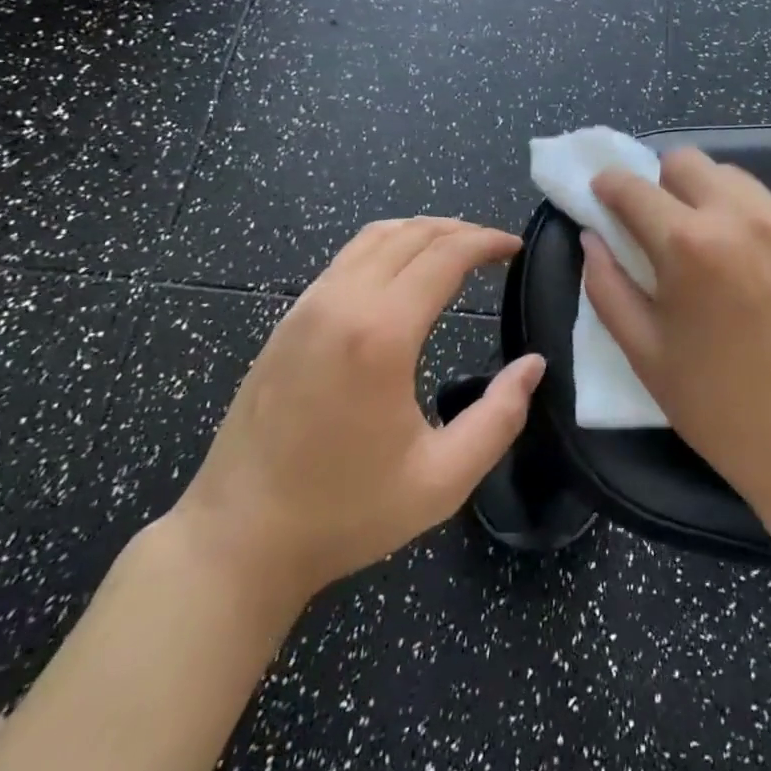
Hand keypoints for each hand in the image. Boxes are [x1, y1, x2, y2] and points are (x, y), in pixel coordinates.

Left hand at [173, 218, 543, 612]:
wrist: (237, 539)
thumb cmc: (345, 513)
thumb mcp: (441, 480)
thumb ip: (499, 417)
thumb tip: (533, 365)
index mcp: (382, 333)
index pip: (445, 255)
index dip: (487, 242)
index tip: (517, 247)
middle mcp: (342, 302)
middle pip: (411, 234)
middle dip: (460, 231)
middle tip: (495, 248)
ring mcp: (308, 306)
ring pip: (374, 237)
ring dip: (422, 232)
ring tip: (455, 250)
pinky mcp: (287, 320)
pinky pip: (345, 258)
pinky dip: (386, 247)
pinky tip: (400, 274)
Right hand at [585, 150, 770, 521]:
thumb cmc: (722, 408)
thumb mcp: (645, 354)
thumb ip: (607, 287)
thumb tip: (593, 237)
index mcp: (686, 244)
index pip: (633, 187)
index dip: (609, 185)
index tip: (603, 195)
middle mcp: (739, 216)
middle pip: (685, 161)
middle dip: (661, 183)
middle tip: (661, 227)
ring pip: (732, 178)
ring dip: (707, 198)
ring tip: (713, 248)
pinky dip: (750, 220)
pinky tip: (756, 269)